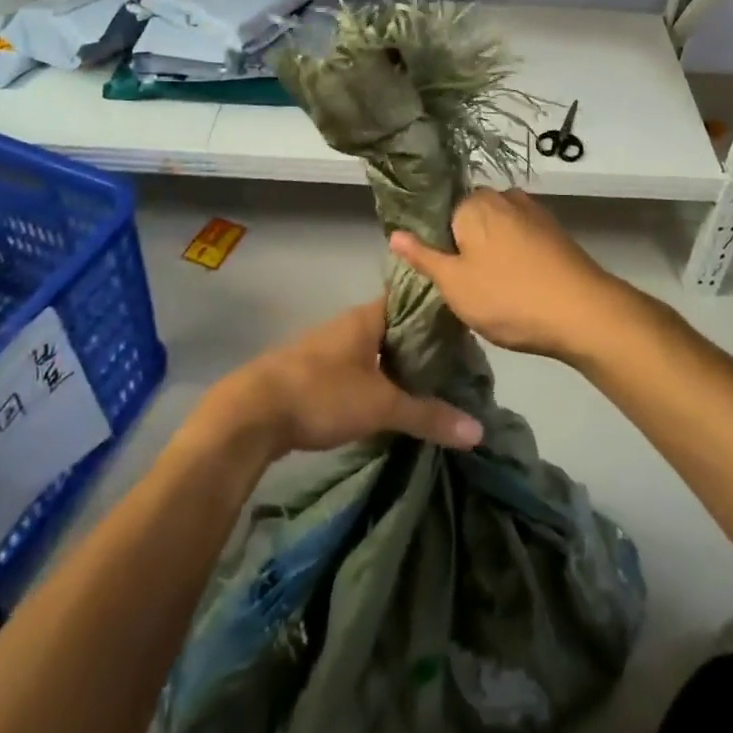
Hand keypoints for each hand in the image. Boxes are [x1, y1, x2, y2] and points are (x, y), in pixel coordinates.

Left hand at [205, 300, 483, 458]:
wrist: (253, 412)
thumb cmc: (322, 393)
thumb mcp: (381, 404)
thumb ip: (428, 415)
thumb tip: (478, 430)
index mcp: (367, 317)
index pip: (412, 302)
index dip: (438, 314)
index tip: (467, 332)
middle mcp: (349, 324)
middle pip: (396, 328)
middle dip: (423, 346)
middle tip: (458, 367)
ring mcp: (329, 347)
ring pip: (376, 350)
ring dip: (399, 365)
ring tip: (433, 387)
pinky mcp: (315, 372)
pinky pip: (358, 368)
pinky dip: (378, 380)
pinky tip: (392, 402)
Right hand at [389, 187, 640, 362]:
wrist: (584, 312)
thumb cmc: (509, 298)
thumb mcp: (455, 284)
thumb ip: (423, 256)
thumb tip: (394, 232)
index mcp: (473, 203)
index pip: (438, 214)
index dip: (434, 244)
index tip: (437, 273)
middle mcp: (502, 196)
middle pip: (468, 218)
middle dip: (462, 245)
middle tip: (461, 285)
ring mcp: (532, 210)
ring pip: (496, 227)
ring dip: (489, 250)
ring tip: (490, 287)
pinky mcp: (554, 229)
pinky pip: (519, 236)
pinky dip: (513, 254)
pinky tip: (516, 282)